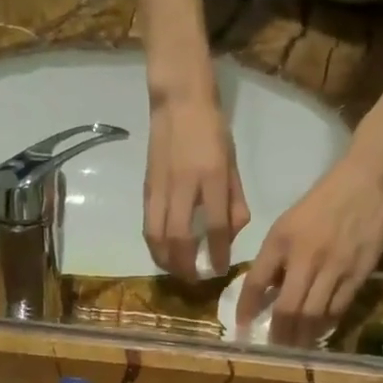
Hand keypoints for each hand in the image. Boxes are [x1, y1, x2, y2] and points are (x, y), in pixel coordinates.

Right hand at [144, 92, 247, 279]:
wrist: (178, 102)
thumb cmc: (212, 131)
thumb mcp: (232, 163)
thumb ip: (234, 200)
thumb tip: (232, 235)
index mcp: (212, 177)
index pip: (216, 225)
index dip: (217, 253)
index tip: (220, 271)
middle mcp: (185, 185)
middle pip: (180, 237)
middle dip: (186, 265)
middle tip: (194, 280)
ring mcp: (162, 187)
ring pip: (158, 235)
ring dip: (166, 260)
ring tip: (176, 272)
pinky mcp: (147, 188)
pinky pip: (148, 224)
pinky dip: (154, 245)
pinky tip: (162, 254)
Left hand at [236, 153, 382, 347]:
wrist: (368, 182)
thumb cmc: (322, 202)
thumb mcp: (287, 225)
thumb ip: (275, 258)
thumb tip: (265, 293)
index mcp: (282, 241)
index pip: (256, 282)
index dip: (246, 308)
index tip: (241, 327)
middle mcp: (306, 258)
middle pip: (287, 309)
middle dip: (278, 334)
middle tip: (273, 347)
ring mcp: (334, 269)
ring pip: (313, 316)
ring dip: (301, 337)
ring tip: (294, 348)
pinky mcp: (358, 274)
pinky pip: (338, 309)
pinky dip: (325, 325)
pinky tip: (318, 332)